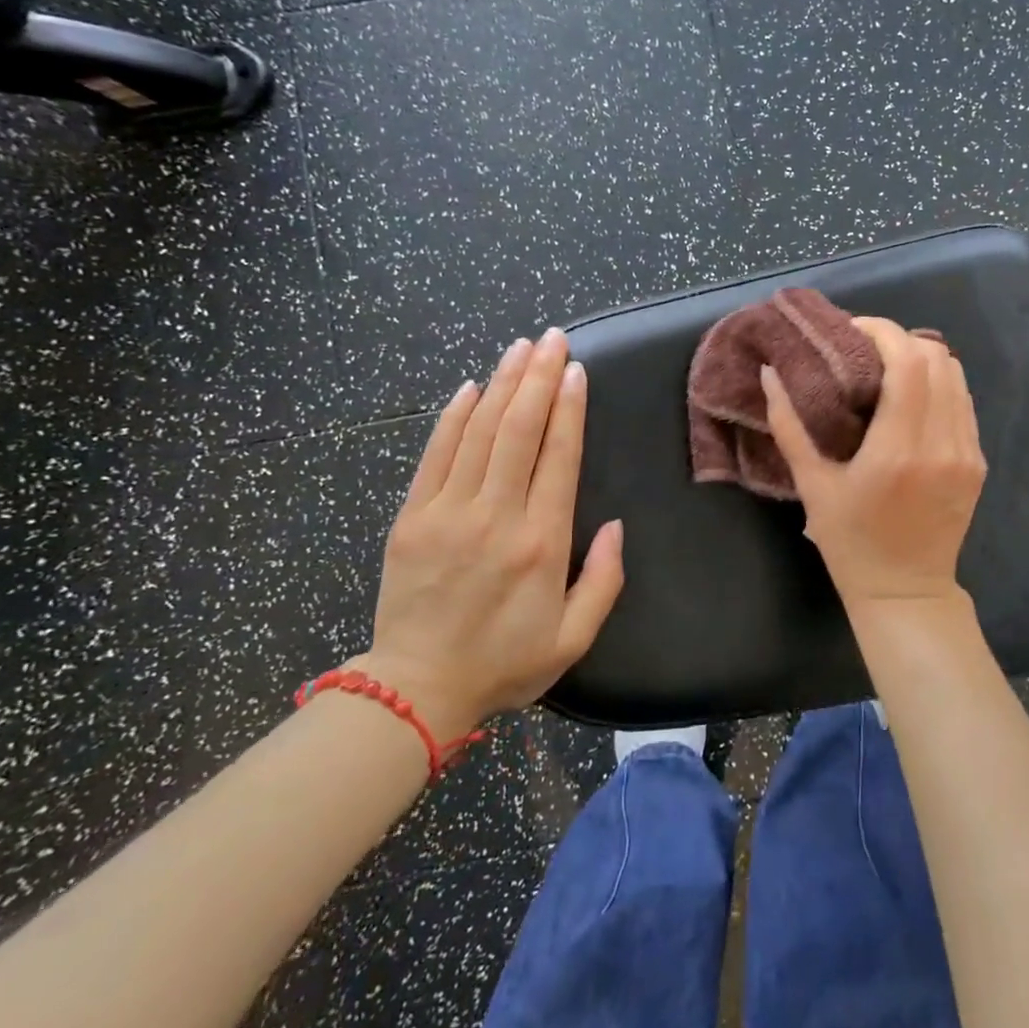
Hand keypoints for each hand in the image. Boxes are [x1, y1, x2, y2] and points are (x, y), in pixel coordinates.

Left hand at [357, 328, 623, 741]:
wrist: (416, 689)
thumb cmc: (504, 663)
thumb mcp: (574, 637)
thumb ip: (605, 580)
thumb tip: (617, 526)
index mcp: (542, 542)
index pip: (558, 456)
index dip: (570, 407)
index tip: (577, 370)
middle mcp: (496, 516)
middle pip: (519, 430)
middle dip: (539, 377)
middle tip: (553, 339)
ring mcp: (448, 512)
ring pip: (479, 431)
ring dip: (502, 384)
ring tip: (521, 347)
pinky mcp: (411, 517)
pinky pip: (435, 454)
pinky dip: (453, 416)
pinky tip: (472, 386)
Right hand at [760, 317, 986, 615]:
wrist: (907, 592)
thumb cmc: (851, 543)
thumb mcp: (812, 485)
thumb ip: (789, 425)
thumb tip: (769, 374)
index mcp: (899, 449)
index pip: (908, 362)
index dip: (883, 332)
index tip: (853, 330)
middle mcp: (942, 443)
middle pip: (937, 358)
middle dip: (900, 340)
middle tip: (864, 349)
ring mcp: (967, 452)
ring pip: (956, 375)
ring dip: (922, 360)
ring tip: (886, 369)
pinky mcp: (977, 462)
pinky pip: (963, 402)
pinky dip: (938, 384)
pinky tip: (910, 398)